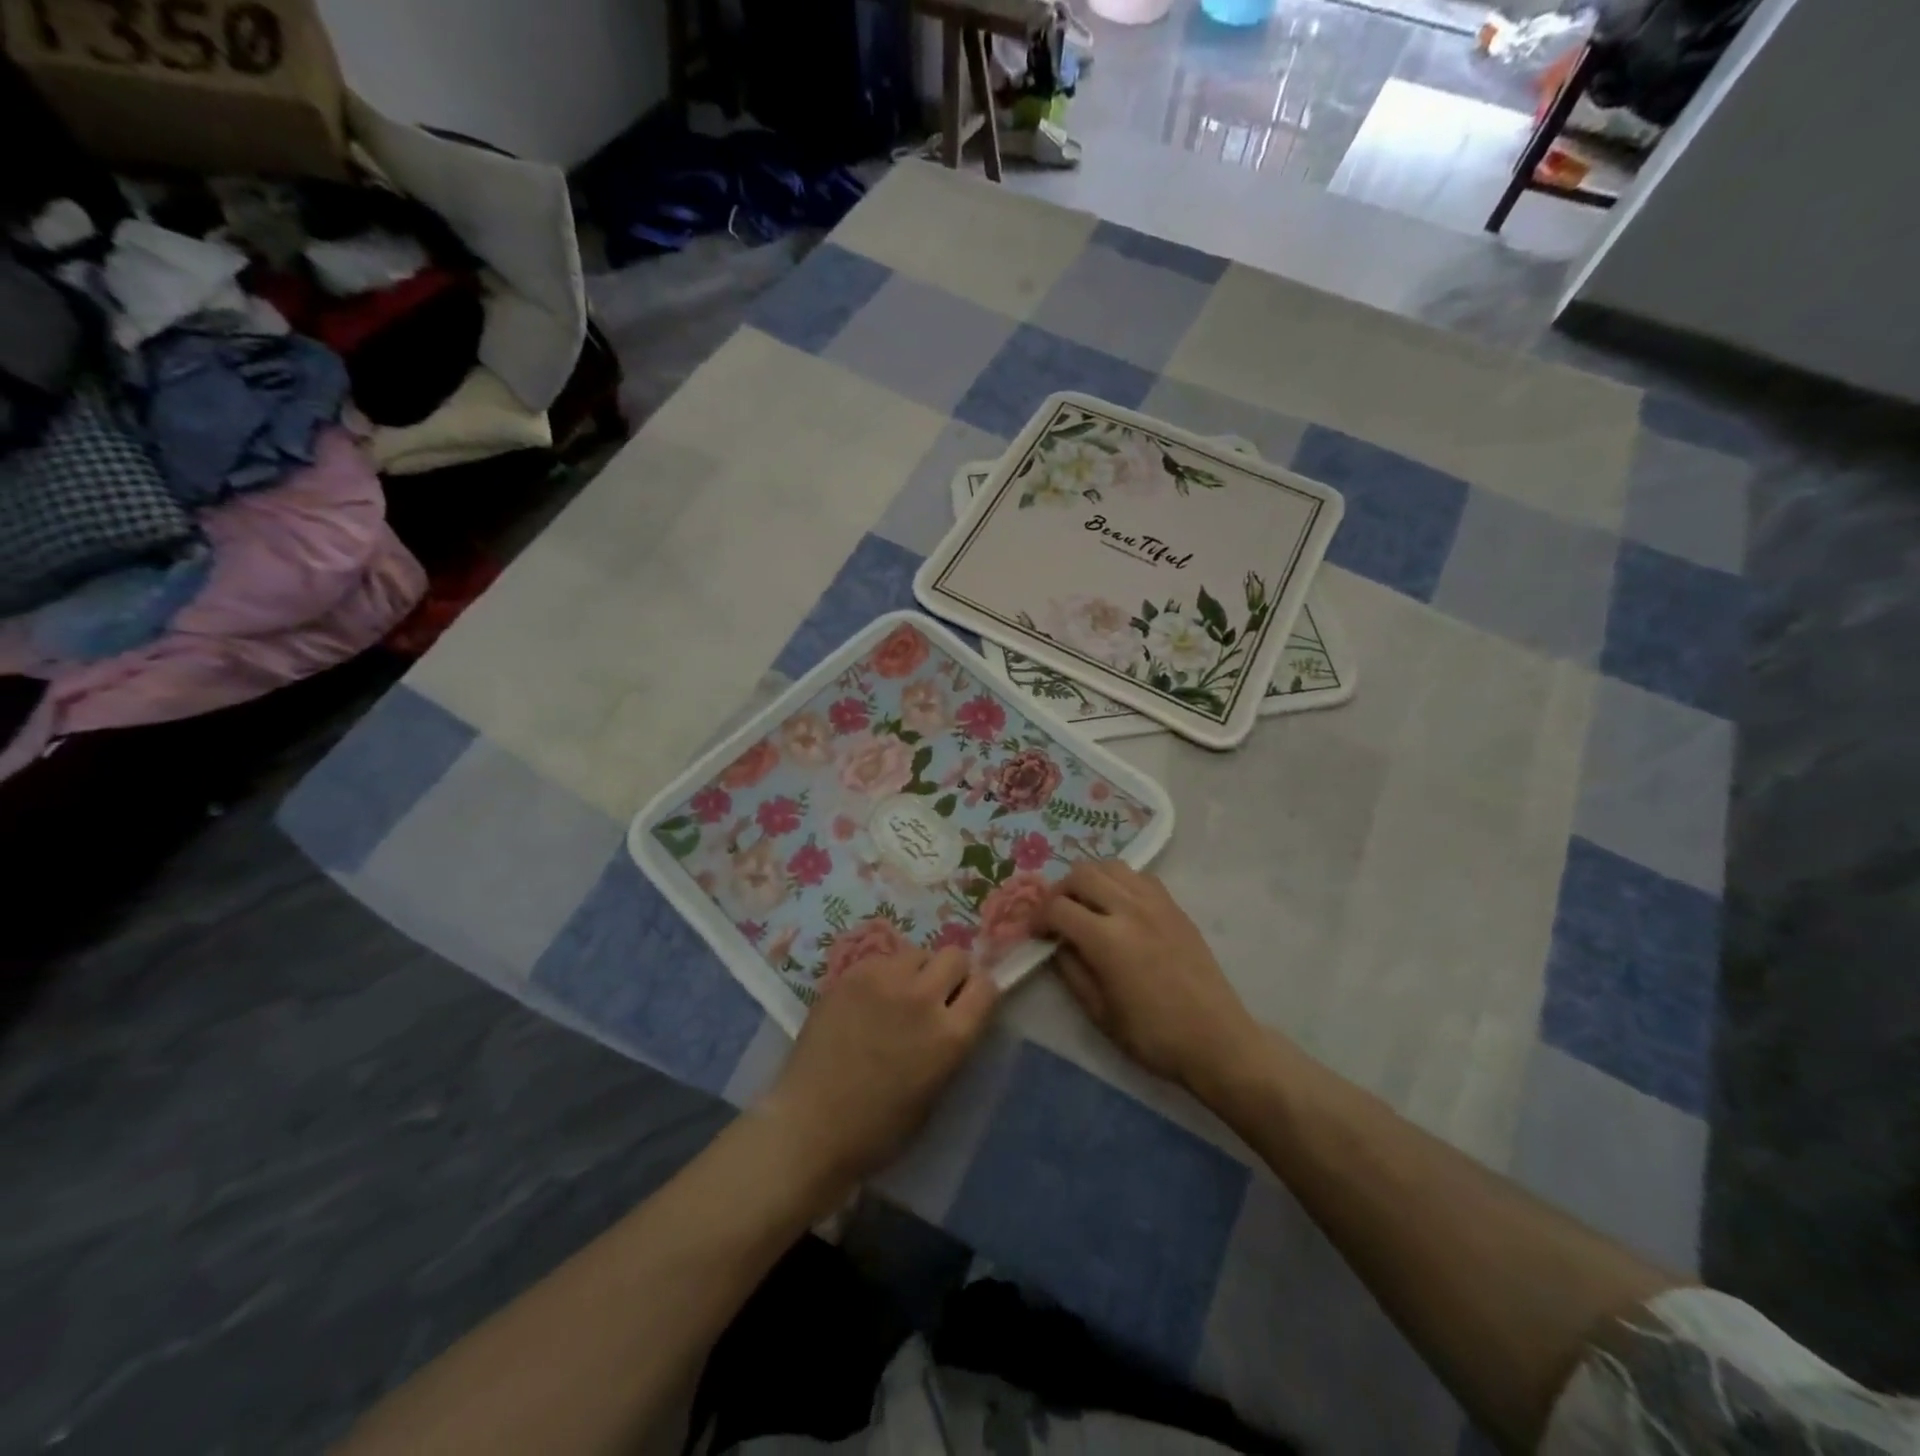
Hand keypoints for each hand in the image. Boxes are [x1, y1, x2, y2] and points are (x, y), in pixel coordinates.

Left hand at [761, 948, 998, 1189]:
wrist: (809, 1126)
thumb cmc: (878, 1129)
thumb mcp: (935, 1092)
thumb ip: (950, 1044)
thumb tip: (954, 1015)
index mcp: (950, 1035)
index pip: (986, 986)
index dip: (978, 992)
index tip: (967, 1002)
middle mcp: (923, 997)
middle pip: (955, 956)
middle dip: (951, 974)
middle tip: (935, 995)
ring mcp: (884, 980)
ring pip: (917, 952)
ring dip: (917, 971)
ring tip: (898, 997)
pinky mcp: (851, 974)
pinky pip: (882, 960)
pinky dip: (883, 974)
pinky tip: (867, 1001)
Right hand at [1042, 861, 1265, 1095]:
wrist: (1216, 1040)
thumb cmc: (1153, 1036)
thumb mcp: (1099, 1013)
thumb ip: (1071, 970)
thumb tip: (1056, 944)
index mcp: (1107, 939)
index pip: (1058, 907)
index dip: (1038, 917)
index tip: (1035, 933)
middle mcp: (1130, 909)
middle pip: (1082, 874)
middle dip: (1060, 891)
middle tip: (1056, 915)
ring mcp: (1156, 903)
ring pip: (1111, 866)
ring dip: (1090, 880)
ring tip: (1086, 904)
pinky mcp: (1175, 907)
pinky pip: (1139, 876)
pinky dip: (1119, 882)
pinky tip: (1119, 906)